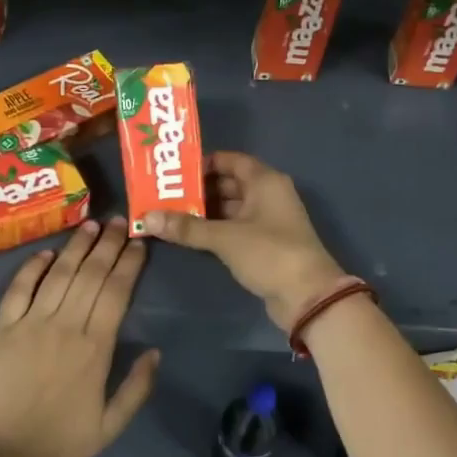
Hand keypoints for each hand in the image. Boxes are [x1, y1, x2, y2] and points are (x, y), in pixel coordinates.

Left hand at [0, 217, 157, 456]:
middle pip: (91, 274)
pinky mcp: (2, 329)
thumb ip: (136, 388)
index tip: (139, 244)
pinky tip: (46, 252)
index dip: (129, 264)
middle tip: (120, 221)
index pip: (116, 292)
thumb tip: (155, 351)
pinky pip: (19, 289)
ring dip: (76, 246)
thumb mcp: (109, 427)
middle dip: (108, 244)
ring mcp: (31, 324)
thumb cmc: (59, 446)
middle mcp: (65, 326)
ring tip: (91, 225)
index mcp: (95, 349)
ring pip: (59, 274)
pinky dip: (32, 268)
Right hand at [141, 151, 344, 330]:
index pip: (232, 160)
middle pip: (229, 184)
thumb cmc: (269, 253)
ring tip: (170, 214)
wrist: (307, 296)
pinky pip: (235, 228)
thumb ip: (187, 228)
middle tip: (164, 194)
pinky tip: (189, 235)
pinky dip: (214, 229)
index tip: (175, 172)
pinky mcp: (264, 244)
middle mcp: (268, 195)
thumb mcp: (225, 238)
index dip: (204, 163)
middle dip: (198, 189)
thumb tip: (149, 218)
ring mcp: (267, 220)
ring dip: (204, 211)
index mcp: (265, 181)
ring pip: (230, 208)